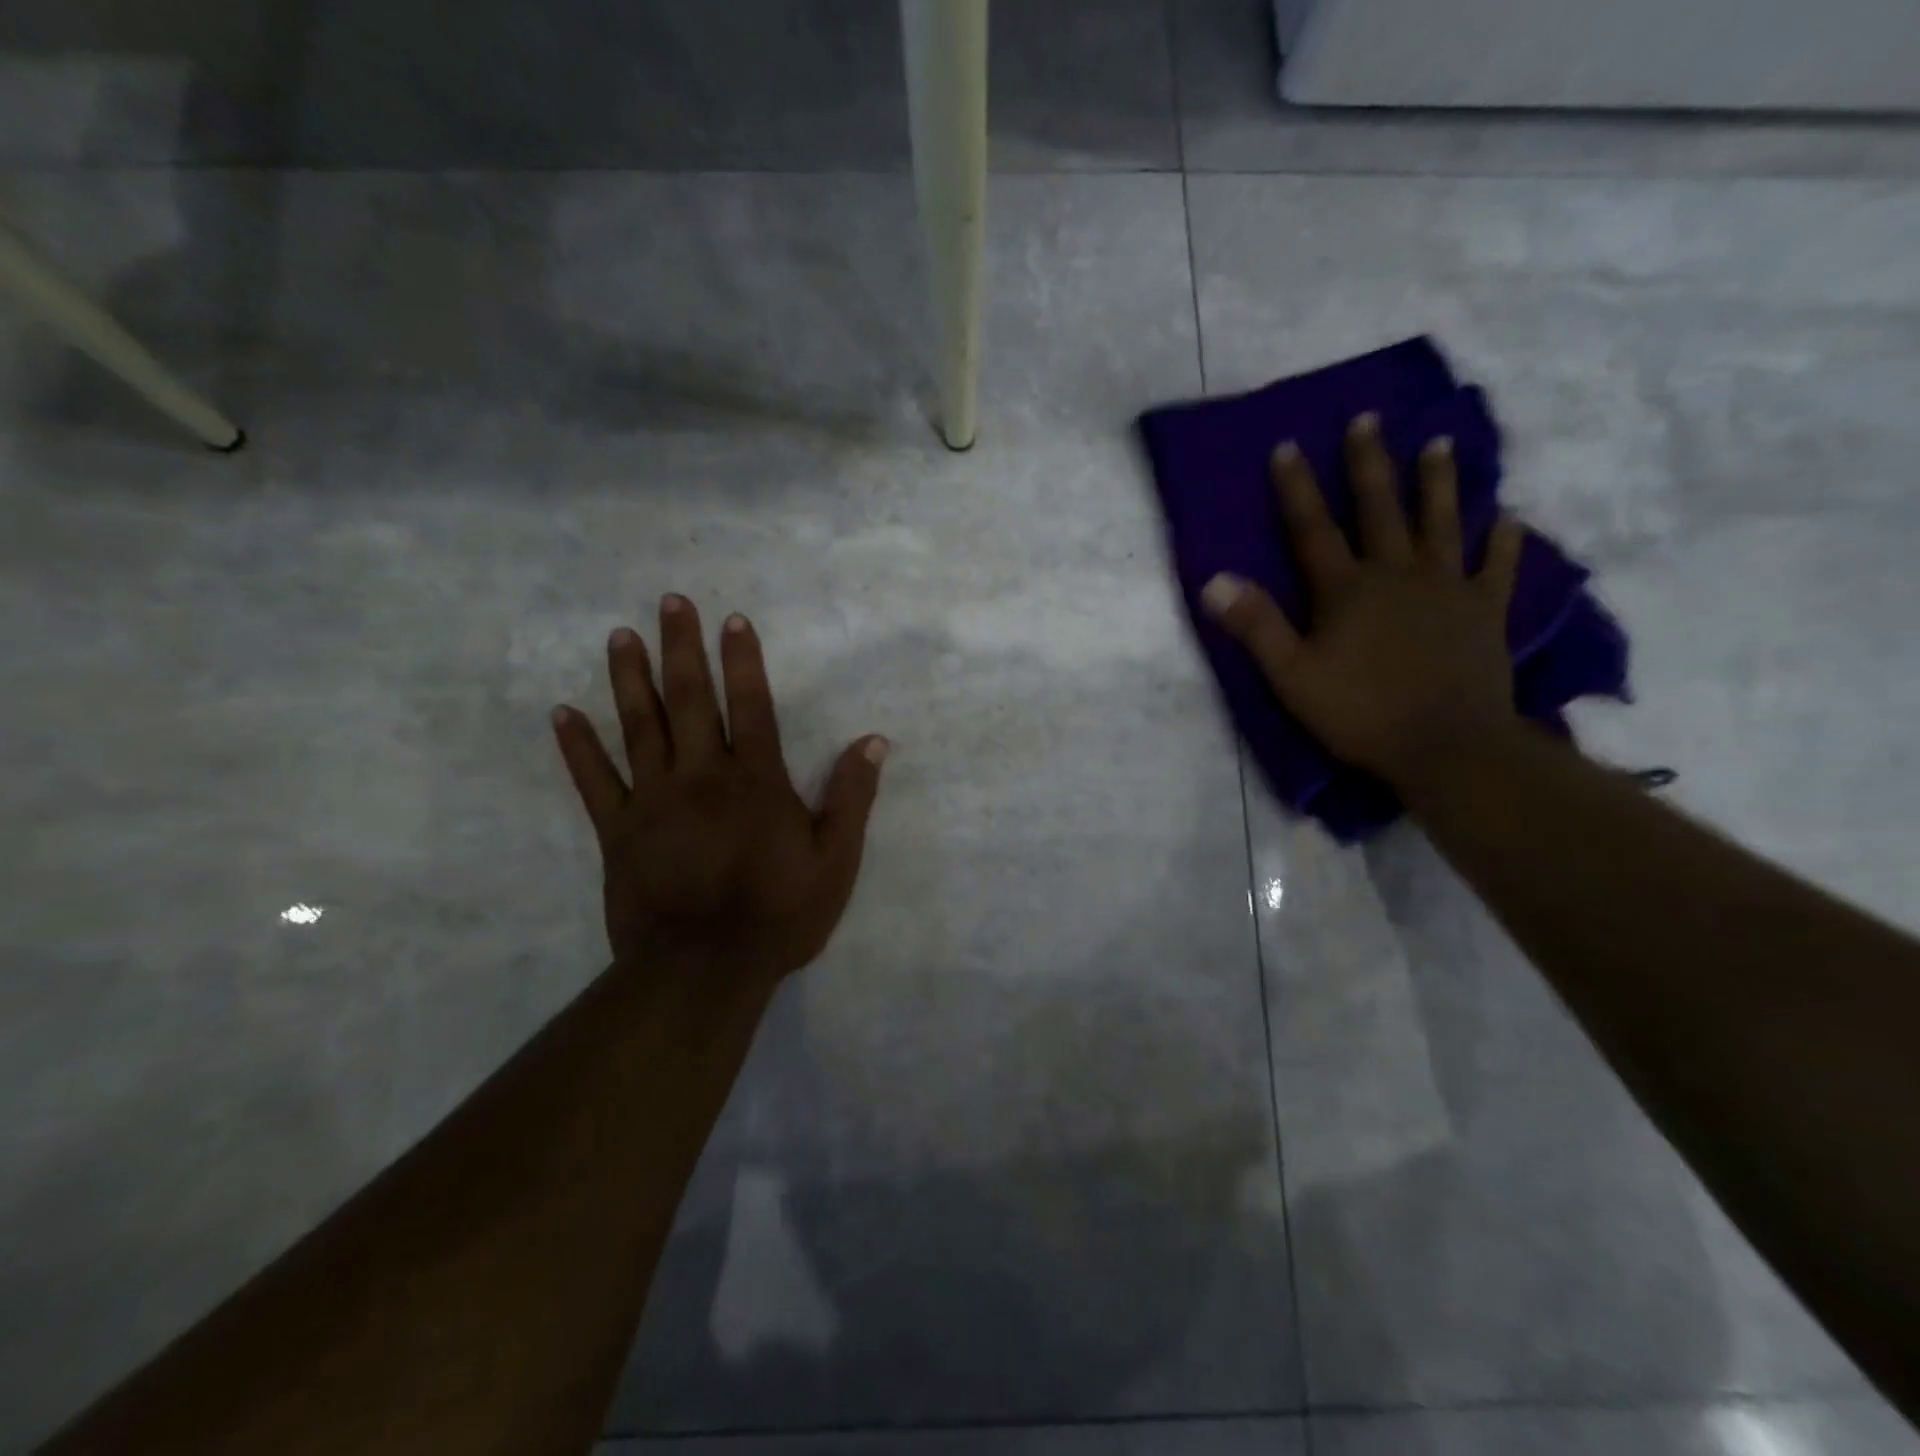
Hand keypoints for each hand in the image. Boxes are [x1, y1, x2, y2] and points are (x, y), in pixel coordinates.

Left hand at [551, 596, 887, 986]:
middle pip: (690, 701)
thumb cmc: (779, 915)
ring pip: (640, 727)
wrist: (704, 971)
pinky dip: (578, 747)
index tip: (731, 620)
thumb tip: (873, 741)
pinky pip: (594, 781)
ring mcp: (654, 801)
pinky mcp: (619, 831)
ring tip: (621, 636)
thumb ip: (852, 798)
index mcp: (756, 781)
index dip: (742, 661)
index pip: (751, 706)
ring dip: (630, 679)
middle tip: (670, 602)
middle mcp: (702, 777)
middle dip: (682, 648)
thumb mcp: (836, 861)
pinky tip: (563, 713)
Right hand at [1202, 414, 1524, 790]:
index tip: (1287, 446)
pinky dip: (1505, 539)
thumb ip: (1256, 626)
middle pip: (1380, 510)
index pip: (1313, 529)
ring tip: (1438, 443)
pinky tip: (1510, 515)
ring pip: (1442, 523)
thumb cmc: (1360, 713)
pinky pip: (1499, 566)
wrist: (1447, 746)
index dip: (1297, 488)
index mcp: (1346, 590)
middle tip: (1367, 419)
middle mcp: (1397, 574)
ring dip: (1437, 482)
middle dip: (1369, 464)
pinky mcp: (1487, 611)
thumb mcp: (1291, 676)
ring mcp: (1448, 589)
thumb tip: (1213, 580)